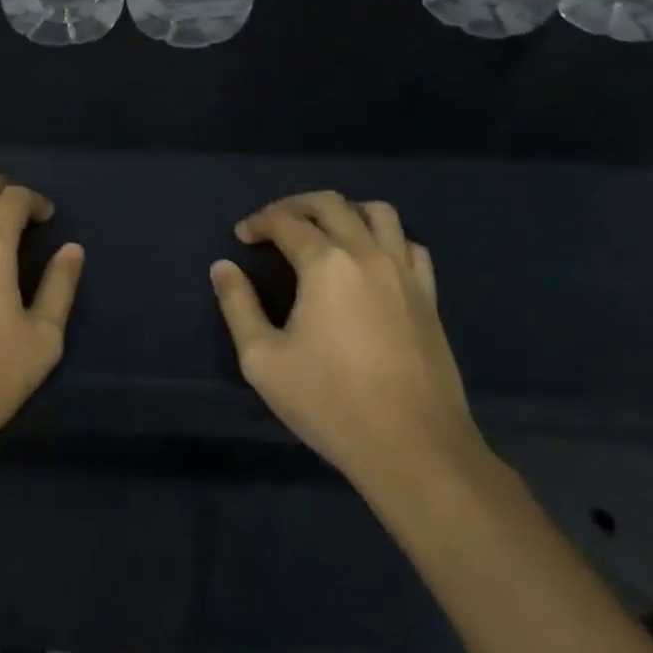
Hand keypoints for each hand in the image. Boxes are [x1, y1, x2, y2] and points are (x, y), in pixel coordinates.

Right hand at [210, 192, 483, 493]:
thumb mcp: (262, 359)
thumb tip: (223, 267)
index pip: (286, 222)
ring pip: (379, 213)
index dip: (259, 222)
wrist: (413, 448)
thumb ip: (238, 305)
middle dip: (295, 205)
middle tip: (274, 224)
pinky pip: (411, 246)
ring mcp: (405, 274)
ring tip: (324, 232)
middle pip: (331, 204)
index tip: (242, 237)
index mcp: (325, 264)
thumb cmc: (329, 401)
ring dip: (345, 211)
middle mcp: (367, 255)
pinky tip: (370, 261)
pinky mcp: (429, 298)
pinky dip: (386, 238)